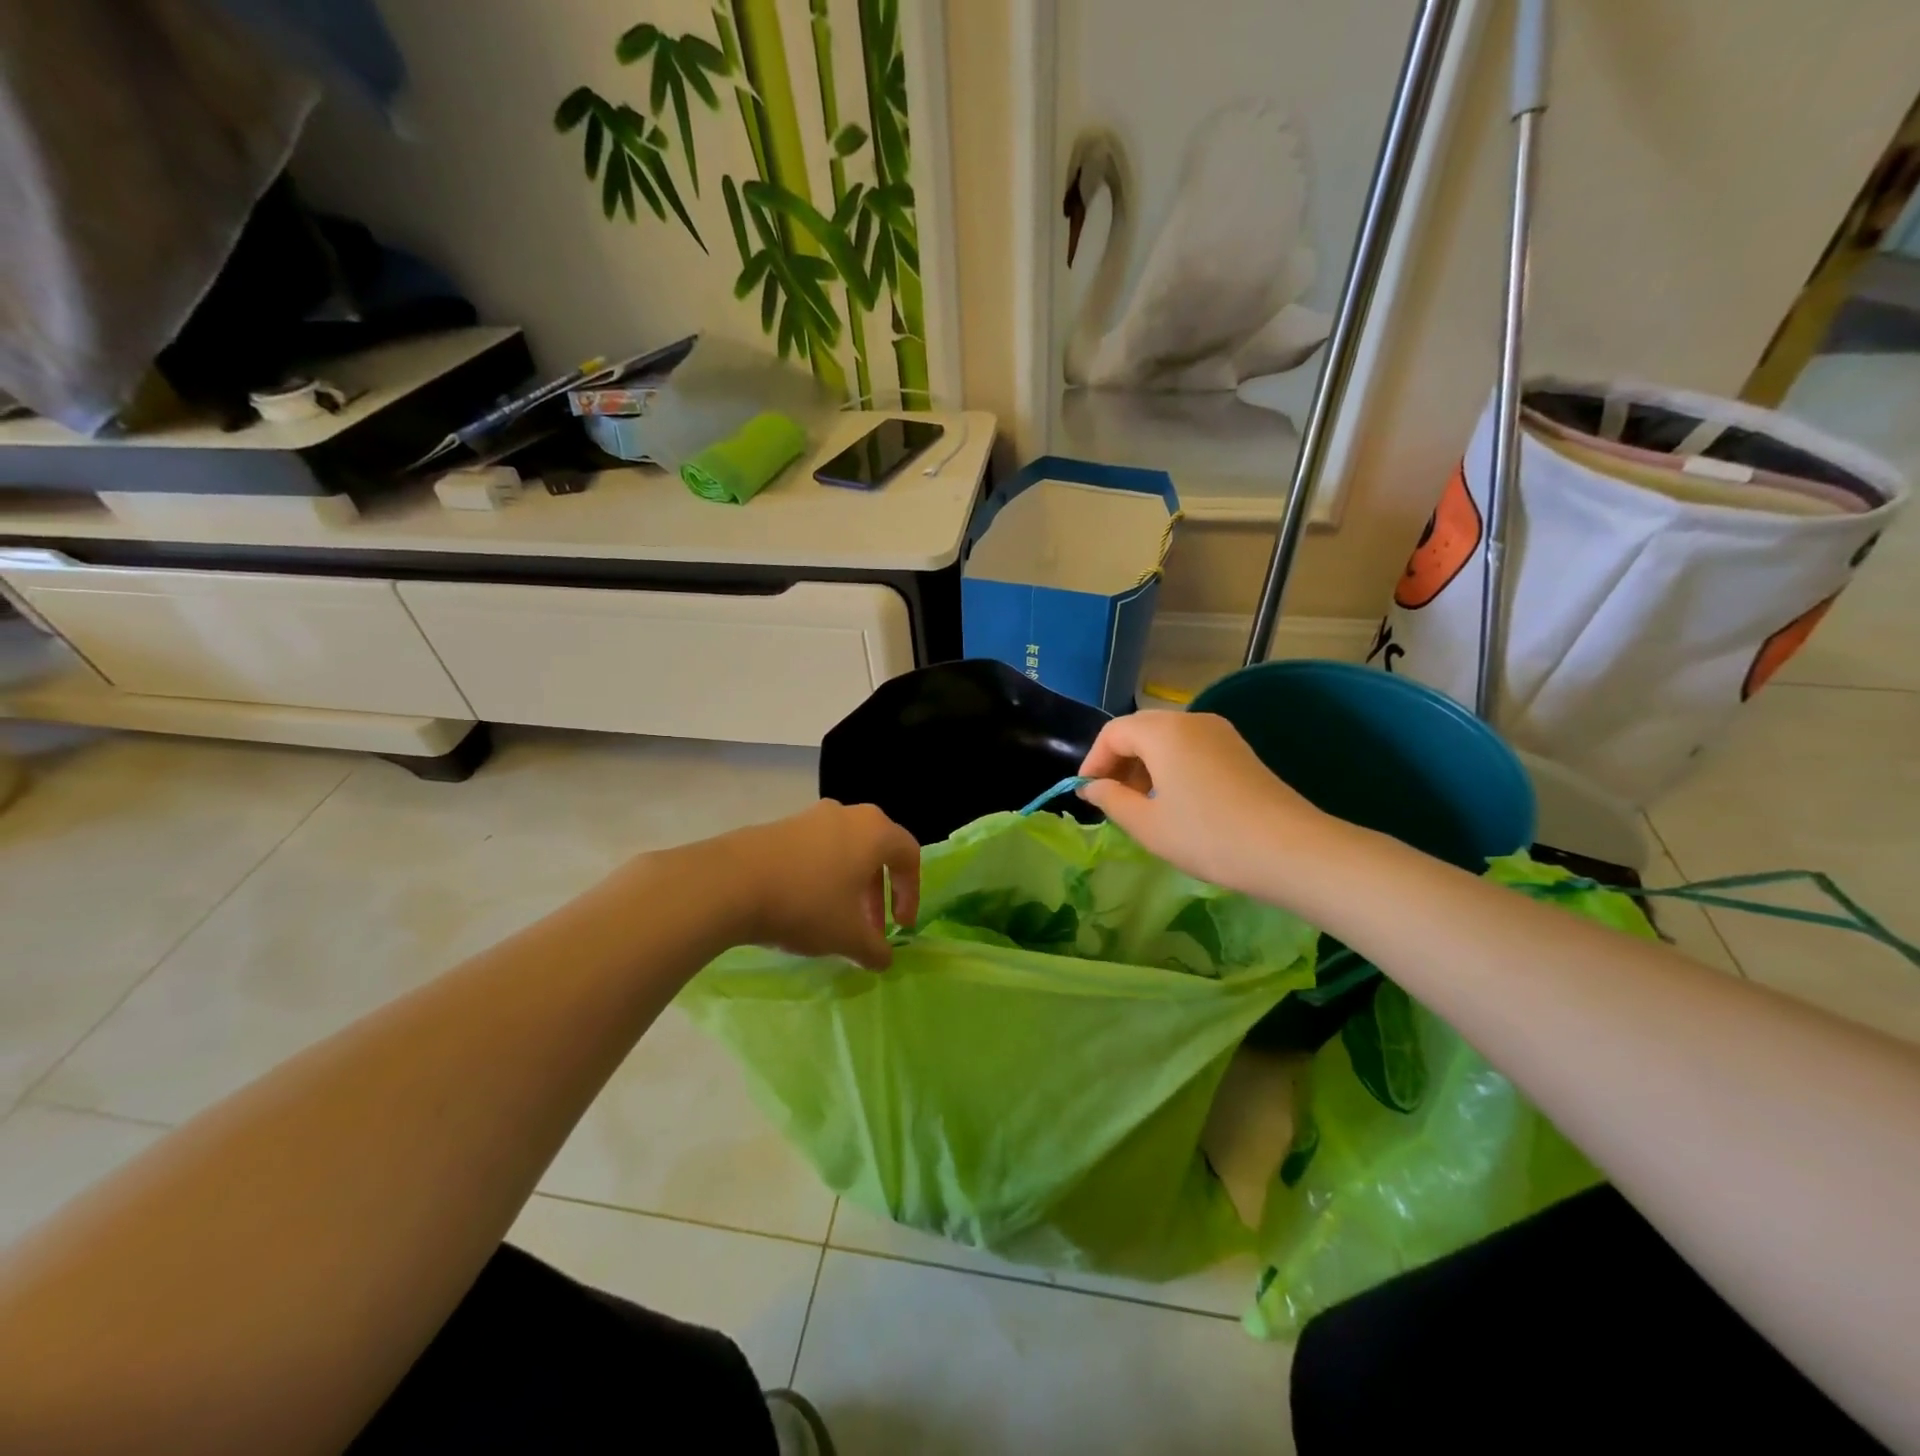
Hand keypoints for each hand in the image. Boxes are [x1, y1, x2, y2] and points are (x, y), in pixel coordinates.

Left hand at [722, 801, 920, 969]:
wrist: (730, 882)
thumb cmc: (806, 904)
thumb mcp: (848, 937)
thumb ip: (875, 949)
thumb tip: (884, 959)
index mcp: (875, 831)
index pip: (909, 856)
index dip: (911, 893)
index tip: (900, 926)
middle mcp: (848, 814)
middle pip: (876, 852)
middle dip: (877, 893)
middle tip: (870, 928)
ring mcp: (811, 816)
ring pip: (844, 851)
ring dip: (848, 886)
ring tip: (835, 920)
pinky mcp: (780, 826)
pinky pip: (814, 850)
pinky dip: (820, 876)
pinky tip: (802, 906)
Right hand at [1078, 712, 1332, 897]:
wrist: (1291, 850)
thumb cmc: (1208, 836)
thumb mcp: (1148, 825)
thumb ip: (1112, 800)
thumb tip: (1093, 787)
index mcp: (1164, 732)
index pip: (1114, 732)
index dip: (1093, 761)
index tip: (1086, 794)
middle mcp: (1191, 720)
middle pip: (1140, 731)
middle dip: (1118, 762)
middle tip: (1108, 799)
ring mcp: (1220, 733)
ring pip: (1167, 739)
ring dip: (1144, 765)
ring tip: (1139, 805)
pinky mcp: (1239, 750)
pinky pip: (1191, 748)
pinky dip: (1170, 767)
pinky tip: (1173, 802)